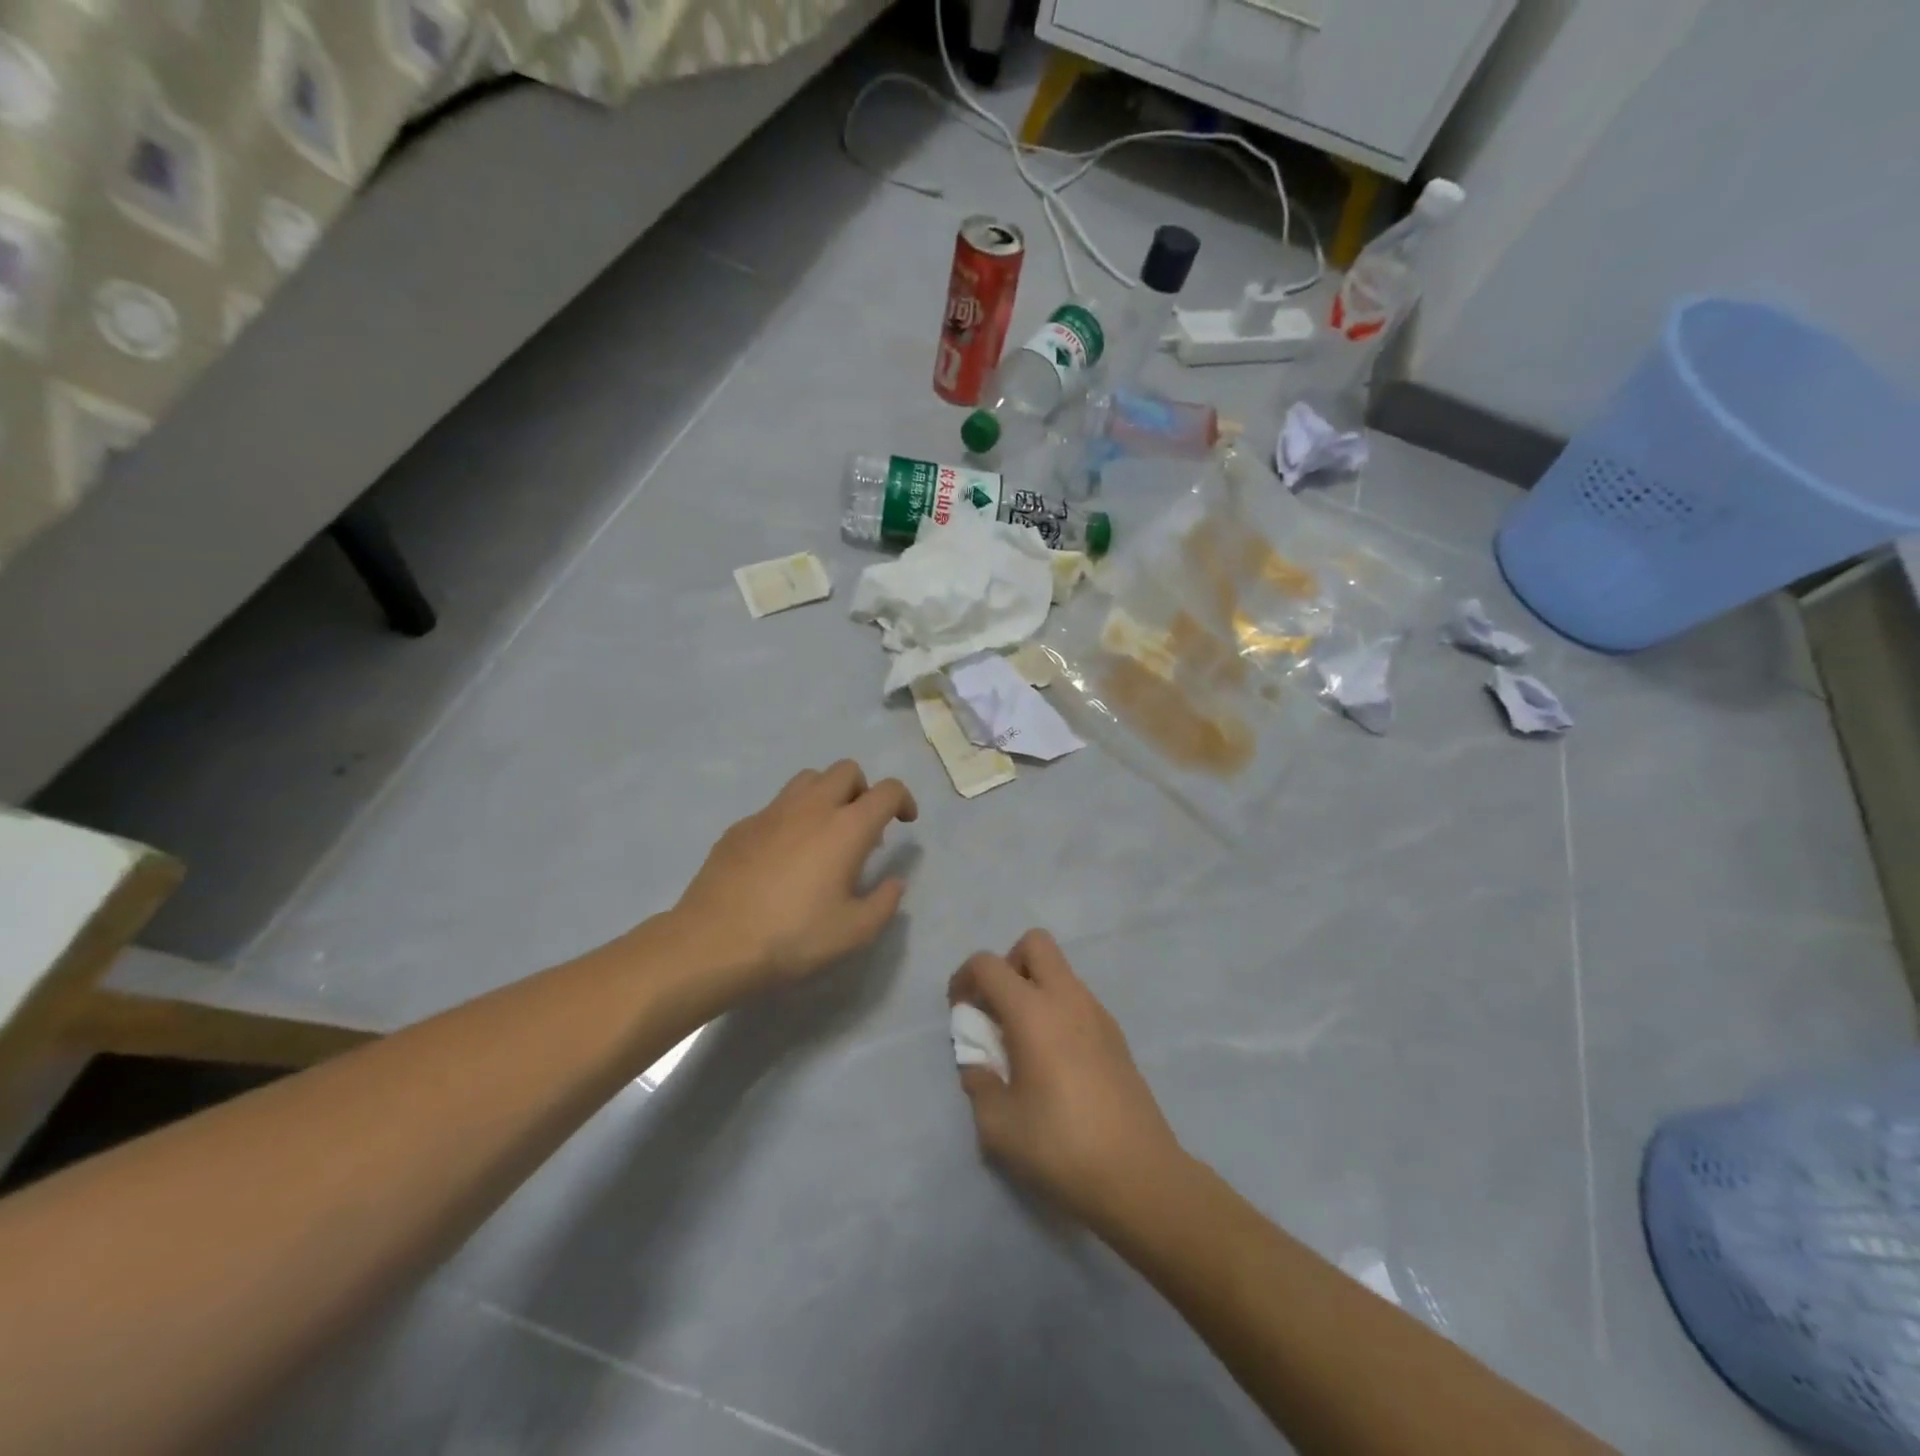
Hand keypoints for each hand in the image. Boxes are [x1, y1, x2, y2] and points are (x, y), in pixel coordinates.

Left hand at [667, 760, 917, 1000]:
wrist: (713, 943)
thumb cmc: (792, 938)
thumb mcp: (854, 932)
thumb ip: (884, 902)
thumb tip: (894, 881)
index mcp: (846, 828)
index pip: (887, 791)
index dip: (903, 800)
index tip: (904, 822)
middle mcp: (811, 807)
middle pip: (846, 770)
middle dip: (863, 790)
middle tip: (862, 828)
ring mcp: (771, 812)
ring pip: (809, 779)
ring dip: (827, 795)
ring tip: (824, 834)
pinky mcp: (741, 826)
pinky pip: (776, 806)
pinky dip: (792, 818)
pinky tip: (783, 857)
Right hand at [949, 930, 1184, 1228]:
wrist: (1139, 1177)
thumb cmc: (1060, 1147)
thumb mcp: (998, 1126)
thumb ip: (978, 1082)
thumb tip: (979, 1062)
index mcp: (1033, 1011)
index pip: (988, 964)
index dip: (964, 979)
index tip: (960, 1014)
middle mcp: (1067, 998)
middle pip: (1034, 944)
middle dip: (1007, 965)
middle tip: (997, 1011)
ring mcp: (1098, 1013)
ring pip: (1060, 971)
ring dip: (1034, 988)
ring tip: (1023, 1044)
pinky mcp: (1116, 1035)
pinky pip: (1078, 999)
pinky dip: (1058, 1011)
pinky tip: (1055, 1061)